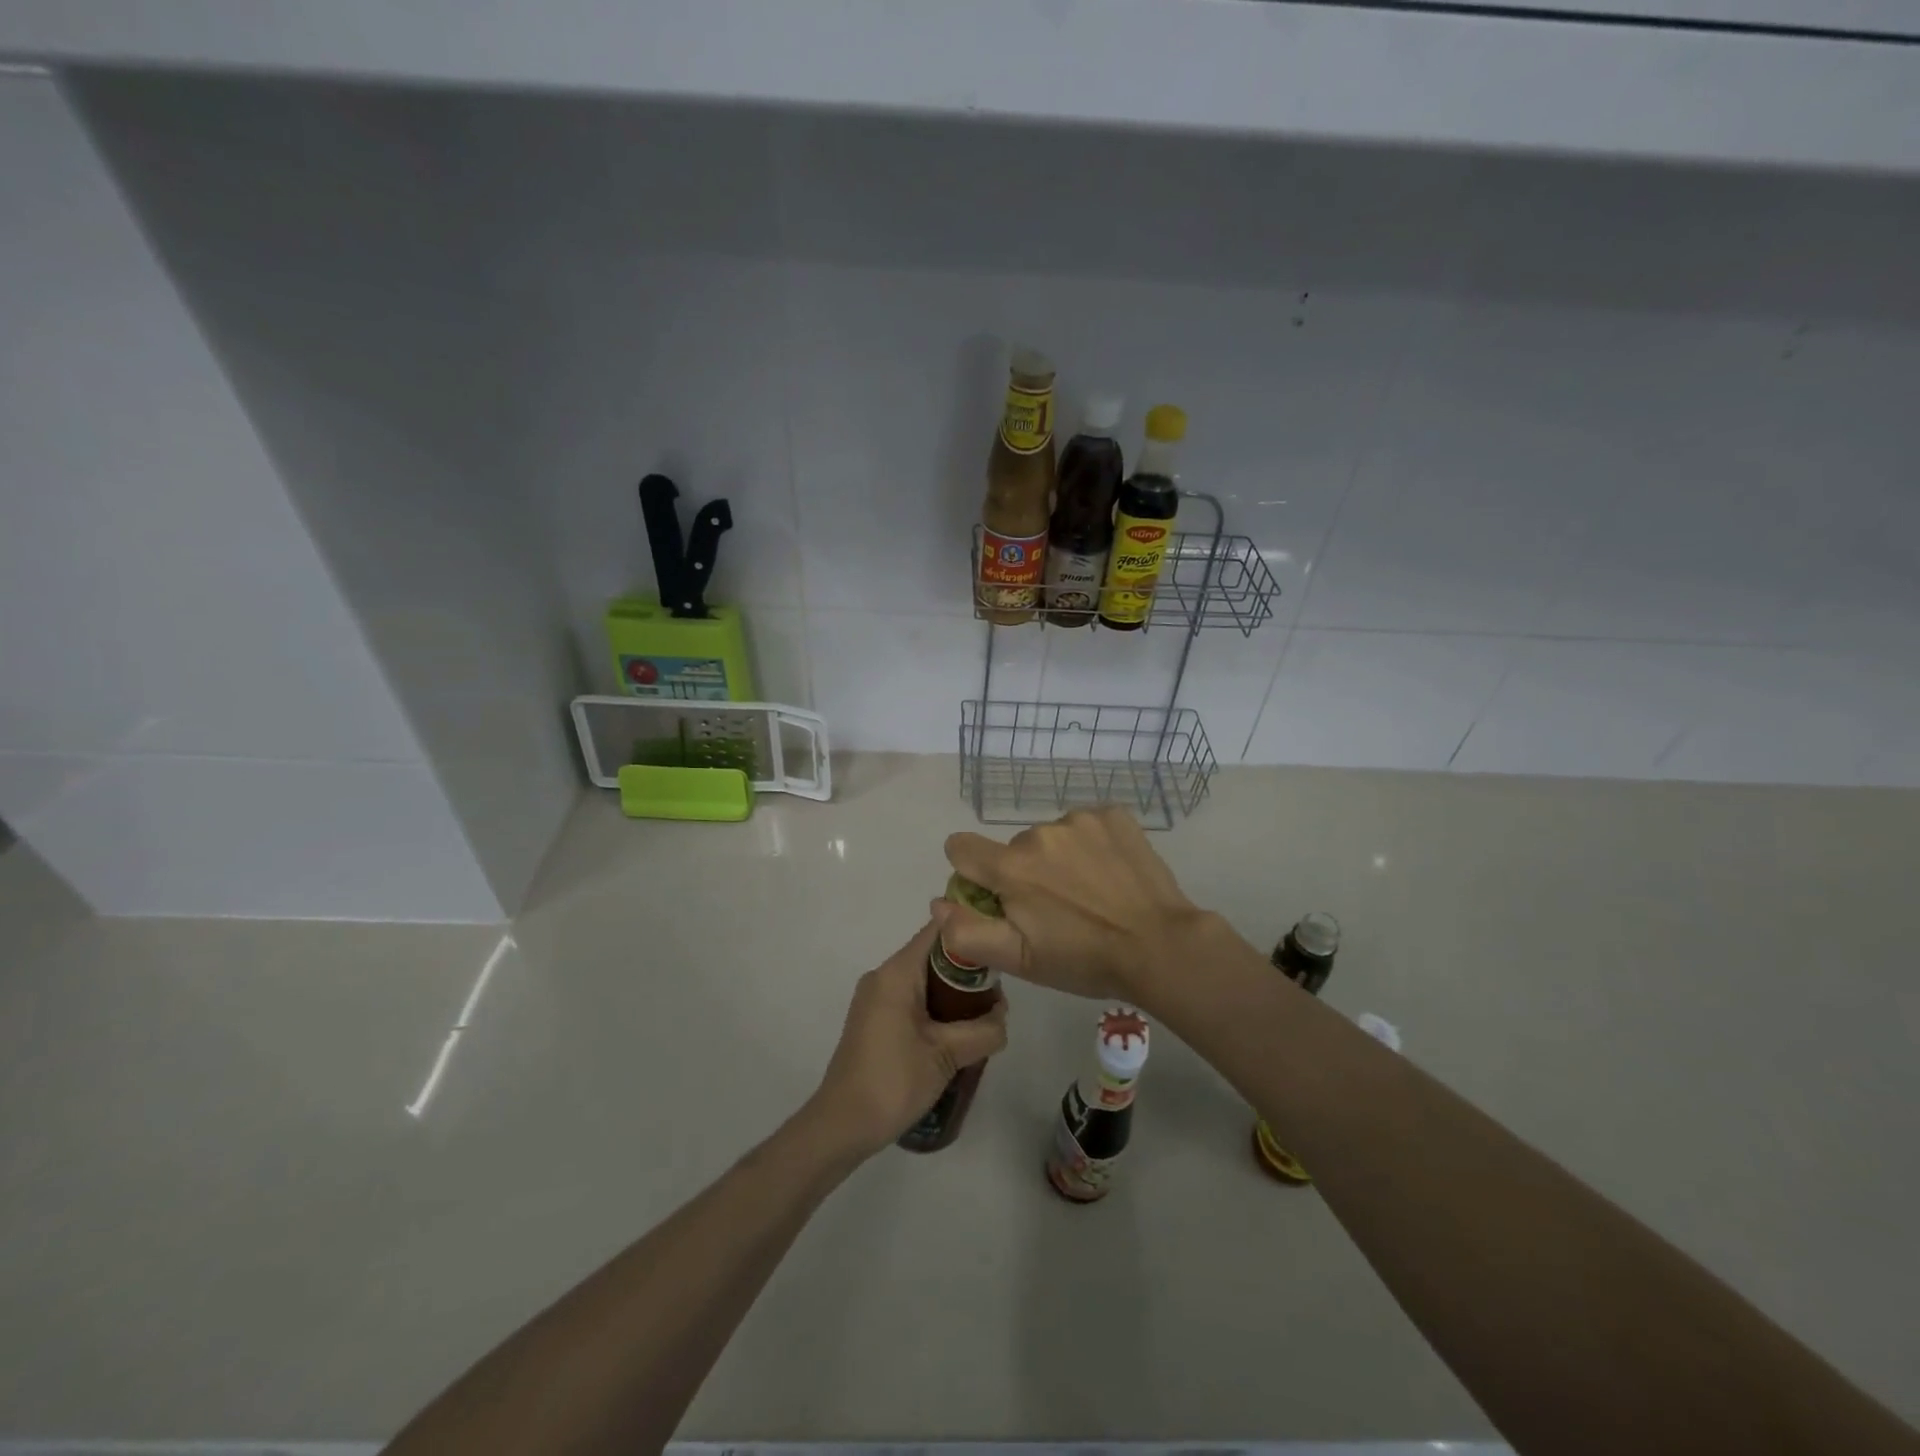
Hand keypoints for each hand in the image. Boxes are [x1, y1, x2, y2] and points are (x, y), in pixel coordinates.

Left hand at [806, 922, 1008, 1159]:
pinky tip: (955, 1035)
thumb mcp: (947, 1056)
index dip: (971, 932)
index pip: (939, 931)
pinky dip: (936, 1008)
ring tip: (982, 1018)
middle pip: (934, 956)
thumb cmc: (893, 1081)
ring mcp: (875, 998)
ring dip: (953, 995)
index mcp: (897, 973)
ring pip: (924, 980)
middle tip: (997, 997)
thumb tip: (1003, 1017)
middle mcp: (883, 976)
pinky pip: (911, 999)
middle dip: (968, 972)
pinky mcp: (874, 1020)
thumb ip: (983, 1030)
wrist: (842, 1126)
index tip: (1000, 949)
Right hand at [937, 807, 1211, 1004]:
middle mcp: (1039, 832)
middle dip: (1023, 873)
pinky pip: (1084, 825)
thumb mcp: (1019, 960)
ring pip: (1049, 837)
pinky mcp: (1113, 815)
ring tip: (1089, 893)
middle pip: (1012, 848)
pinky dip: (1089, 845)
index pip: (961, 847)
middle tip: (1055, 910)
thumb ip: (967, 932)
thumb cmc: (1084, 959)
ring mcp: (1079, 819)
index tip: (997, 897)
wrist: (1160, 945)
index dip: (971, 873)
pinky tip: (1109, 873)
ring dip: (1057, 859)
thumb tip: (938, 903)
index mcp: (1011, 867)